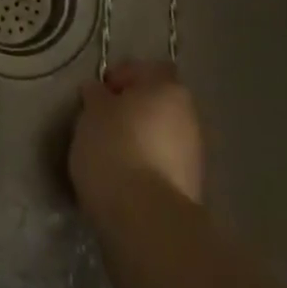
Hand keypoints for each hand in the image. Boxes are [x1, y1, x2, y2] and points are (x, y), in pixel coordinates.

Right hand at [69, 61, 203, 216]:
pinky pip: (163, 165)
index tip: (97, 95)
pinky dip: (147, 167)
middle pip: (157, 103)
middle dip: (132, 111)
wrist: (146, 219)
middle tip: (102, 124)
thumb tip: (99, 91)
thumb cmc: (114, 149)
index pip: (146, 69)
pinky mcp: (191, 188)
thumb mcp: (92, 114)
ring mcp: (194, 154)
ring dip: (141, 140)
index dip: (121, 77)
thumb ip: (96, 97)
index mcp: (167, 88)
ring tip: (110, 157)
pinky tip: (124, 181)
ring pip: (161, 136)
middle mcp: (189, 115)